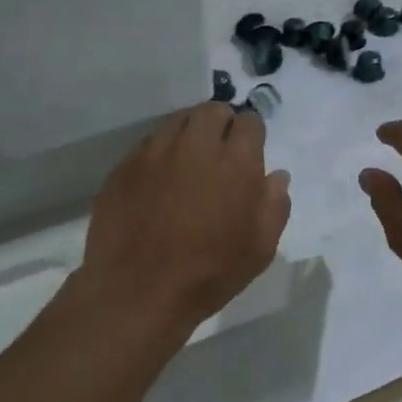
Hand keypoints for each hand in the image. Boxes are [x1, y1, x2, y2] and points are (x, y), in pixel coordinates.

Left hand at [79, 102, 290, 334]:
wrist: (138, 291)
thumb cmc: (209, 273)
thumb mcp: (260, 249)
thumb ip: (274, 205)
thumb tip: (276, 176)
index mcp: (235, 162)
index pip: (249, 122)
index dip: (251, 136)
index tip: (248, 154)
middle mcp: (195, 145)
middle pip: (212, 111)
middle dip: (221, 124)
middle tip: (220, 151)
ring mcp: (155, 152)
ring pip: (178, 121)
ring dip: (190, 132)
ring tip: (189, 161)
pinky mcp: (125, 165)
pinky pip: (149, 144)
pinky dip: (161, 152)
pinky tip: (159, 180)